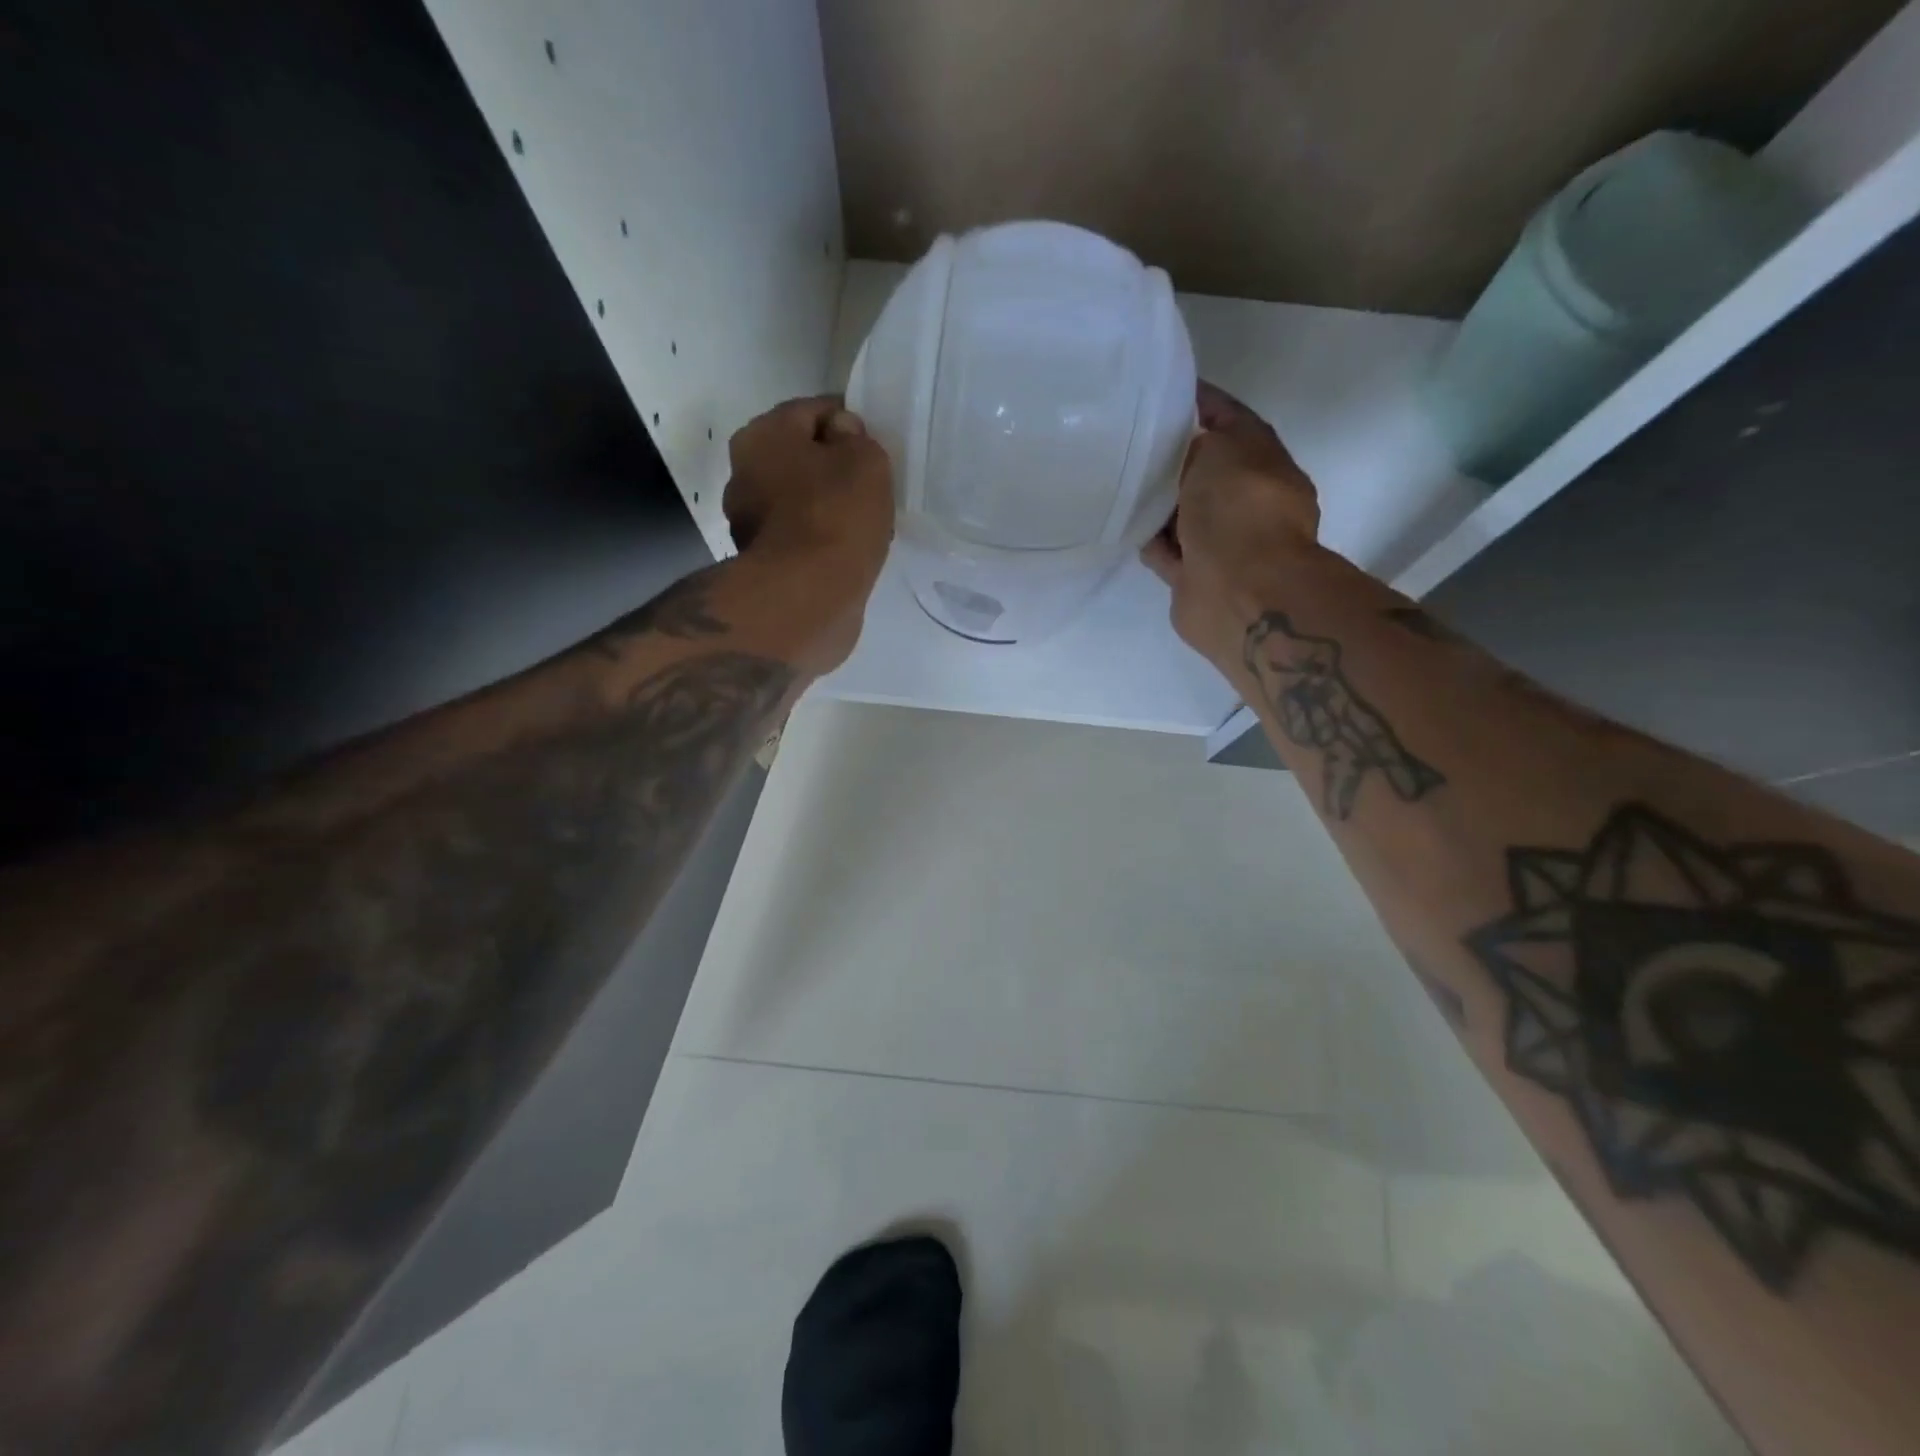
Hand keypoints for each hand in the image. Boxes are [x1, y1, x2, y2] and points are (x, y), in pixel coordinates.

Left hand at [723, 395, 894, 672]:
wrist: (808, 598)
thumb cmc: (836, 516)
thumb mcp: (865, 460)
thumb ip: (856, 438)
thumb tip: (841, 438)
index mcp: (762, 435)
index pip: (813, 411)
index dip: (848, 422)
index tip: (874, 445)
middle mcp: (744, 472)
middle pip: (800, 456)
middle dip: (832, 466)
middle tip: (871, 485)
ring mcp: (748, 522)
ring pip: (798, 498)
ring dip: (825, 505)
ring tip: (863, 523)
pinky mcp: (762, 562)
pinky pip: (799, 536)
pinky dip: (819, 538)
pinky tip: (846, 550)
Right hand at [1143, 381, 1320, 664]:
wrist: (1240, 590)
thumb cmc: (1239, 509)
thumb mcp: (1220, 449)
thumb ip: (1198, 441)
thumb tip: (1180, 448)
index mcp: (1263, 462)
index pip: (1229, 419)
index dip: (1199, 402)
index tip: (1160, 390)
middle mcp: (1245, 501)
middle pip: (1202, 470)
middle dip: (1171, 457)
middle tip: (1127, 439)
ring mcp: (1220, 542)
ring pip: (1181, 513)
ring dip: (1156, 503)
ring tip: (1116, 481)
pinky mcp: (1193, 576)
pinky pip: (1165, 550)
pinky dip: (1148, 540)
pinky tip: (1122, 524)